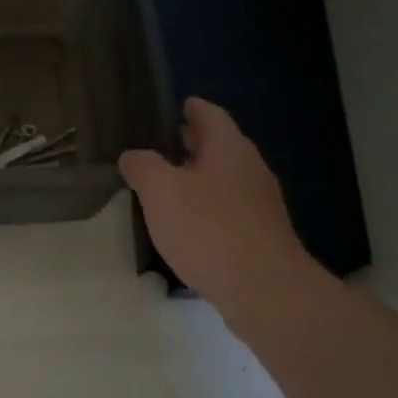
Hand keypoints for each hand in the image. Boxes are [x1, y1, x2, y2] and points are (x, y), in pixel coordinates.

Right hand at [119, 99, 325, 319]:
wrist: (264, 289)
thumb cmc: (208, 229)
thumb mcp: (160, 191)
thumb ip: (142, 166)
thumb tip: (133, 156)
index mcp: (229, 147)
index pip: (209, 113)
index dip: (190, 108)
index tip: (173, 108)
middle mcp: (250, 167)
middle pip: (220, 144)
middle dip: (193, 142)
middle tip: (162, 143)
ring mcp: (261, 202)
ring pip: (225, 177)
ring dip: (199, 176)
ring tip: (168, 184)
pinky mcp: (262, 233)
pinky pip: (230, 207)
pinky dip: (209, 205)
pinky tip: (190, 223)